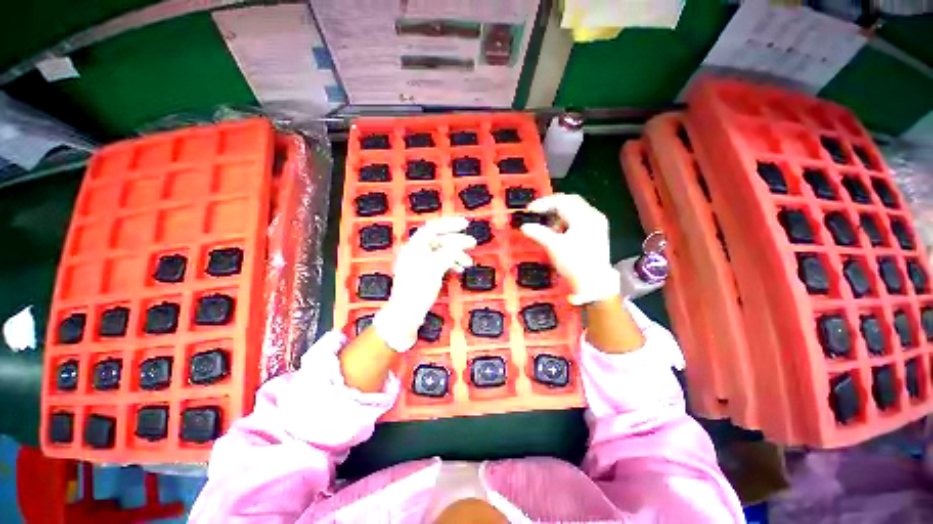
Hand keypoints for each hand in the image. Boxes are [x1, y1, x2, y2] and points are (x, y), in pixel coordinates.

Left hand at [373, 217, 475, 350]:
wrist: (406, 315)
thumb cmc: (417, 291)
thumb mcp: (434, 270)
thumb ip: (447, 253)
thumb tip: (460, 242)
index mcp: (414, 247)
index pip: (432, 228)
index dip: (449, 224)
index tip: (465, 225)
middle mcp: (415, 251)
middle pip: (438, 240)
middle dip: (456, 242)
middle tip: (473, 244)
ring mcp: (419, 262)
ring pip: (441, 252)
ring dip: (455, 255)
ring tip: (469, 263)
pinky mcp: (424, 272)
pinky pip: (439, 262)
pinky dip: (450, 263)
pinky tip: (459, 270)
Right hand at [520, 194, 619, 304]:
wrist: (594, 283)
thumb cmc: (574, 263)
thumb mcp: (554, 247)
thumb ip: (539, 233)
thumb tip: (524, 227)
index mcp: (584, 217)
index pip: (561, 201)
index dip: (543, 203)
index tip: (530, 210)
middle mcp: (593, 216)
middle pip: (570, 200)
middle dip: (552, 205)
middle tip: (537, 213)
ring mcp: (597, 223)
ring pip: (576, 208)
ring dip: (560, 213)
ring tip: (548, 225)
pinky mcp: (597, 231)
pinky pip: (580, 217)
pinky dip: (567, 219)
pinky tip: (560, 230)